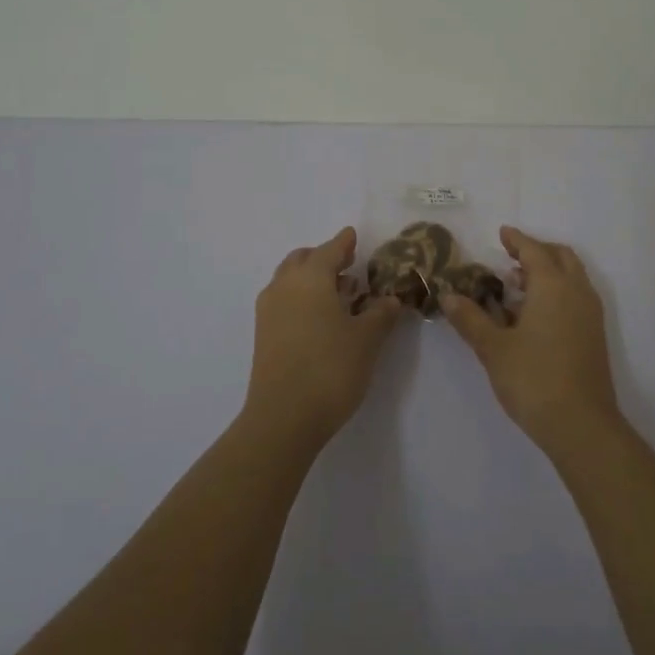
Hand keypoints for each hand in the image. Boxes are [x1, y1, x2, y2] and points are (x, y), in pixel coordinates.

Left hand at [246, 227, 402, 447]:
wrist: (283, 418)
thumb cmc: (330, 369)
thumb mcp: (367, 340)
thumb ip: (381, 314)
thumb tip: (391, 299)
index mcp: (310, 278)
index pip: (330, 250)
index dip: (344, 242)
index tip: (353, 235)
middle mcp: (285, 286)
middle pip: (303, 259)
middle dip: (324, 257)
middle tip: (347, 265)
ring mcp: (269, 310)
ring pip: (289, 279)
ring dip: (311, 278)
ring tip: (337, 293)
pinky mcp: (263, 334)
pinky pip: (283, 300)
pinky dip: (300, 297)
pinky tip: (320, 317)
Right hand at [442, 226, 621, 456]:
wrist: (582, 425)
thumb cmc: (534, 379)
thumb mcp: (493, 348)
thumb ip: (471, 319)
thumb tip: (448, 297)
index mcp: (552, 285)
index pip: (534, 250)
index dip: (517, 240)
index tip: (502, 233)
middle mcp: (576, 291)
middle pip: (560, 256)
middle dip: (537, 250)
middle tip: (511, 257)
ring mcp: (590, 313)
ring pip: (572, 276)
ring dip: (549, 271)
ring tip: (519, 284)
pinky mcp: (594, 334)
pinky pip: (576, 295)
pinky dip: (558, 290)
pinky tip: (535, 313)